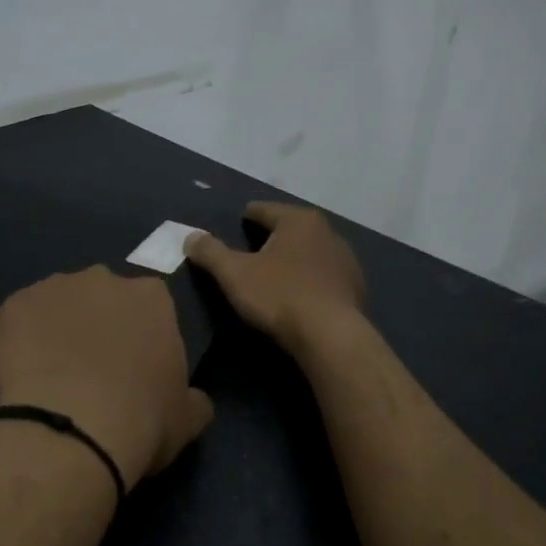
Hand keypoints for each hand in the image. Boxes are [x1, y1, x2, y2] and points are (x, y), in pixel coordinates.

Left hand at [0, 266, 214, 489]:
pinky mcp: (15, 305)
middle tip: (92, 369)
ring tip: (52, 374)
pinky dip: (19, 338)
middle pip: (102, 297)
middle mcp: (104, 278)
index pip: (149, 306)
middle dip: (98, 324)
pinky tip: (22, 373)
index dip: (140, 335)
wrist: (71, 434)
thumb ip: (193, 396)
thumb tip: (191, 398)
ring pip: (58, 303)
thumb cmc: (142, 422)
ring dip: (58, 327)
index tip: (134, 366)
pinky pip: (19, 317)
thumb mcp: (188, 418)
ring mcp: (55, 287)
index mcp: (152, 297)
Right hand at [185, 203, 365, 352]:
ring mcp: (345, 259)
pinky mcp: (354, 286)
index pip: (264, 209)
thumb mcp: (234, 274)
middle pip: (289, 228)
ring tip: (274, 273)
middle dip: (271, 237)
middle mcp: (327, 231)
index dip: (246, 217)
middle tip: (250, 251)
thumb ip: (210, 252)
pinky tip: (299, 294)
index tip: (236, 225)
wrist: (330, 336)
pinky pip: (324, 275)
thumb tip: (191, 237)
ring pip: (309, 251)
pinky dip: (309, 278)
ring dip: (293, 258)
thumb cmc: (279, 296)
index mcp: (298, 220)